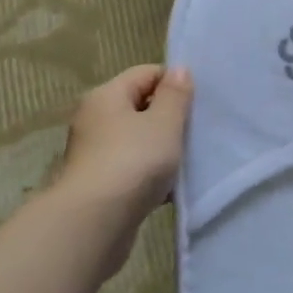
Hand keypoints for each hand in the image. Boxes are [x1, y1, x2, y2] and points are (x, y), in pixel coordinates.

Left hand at [57, 65, 192, 218]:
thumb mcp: (164, 123)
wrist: (94, 223)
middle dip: (170, 118)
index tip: (198, 104)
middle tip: (197, 132)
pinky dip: (151, 175)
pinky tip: (170, 189)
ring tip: (188, 161)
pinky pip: (132, 169)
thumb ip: (175, 95)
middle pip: (140, 107)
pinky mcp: (99, 184)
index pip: (146, 73)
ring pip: (138, 141)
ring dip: (162, 149)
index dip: (174, 83)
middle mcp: (95, 120)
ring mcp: (94, 154)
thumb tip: (178, 69)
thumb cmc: (133, 162)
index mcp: (106, 96)